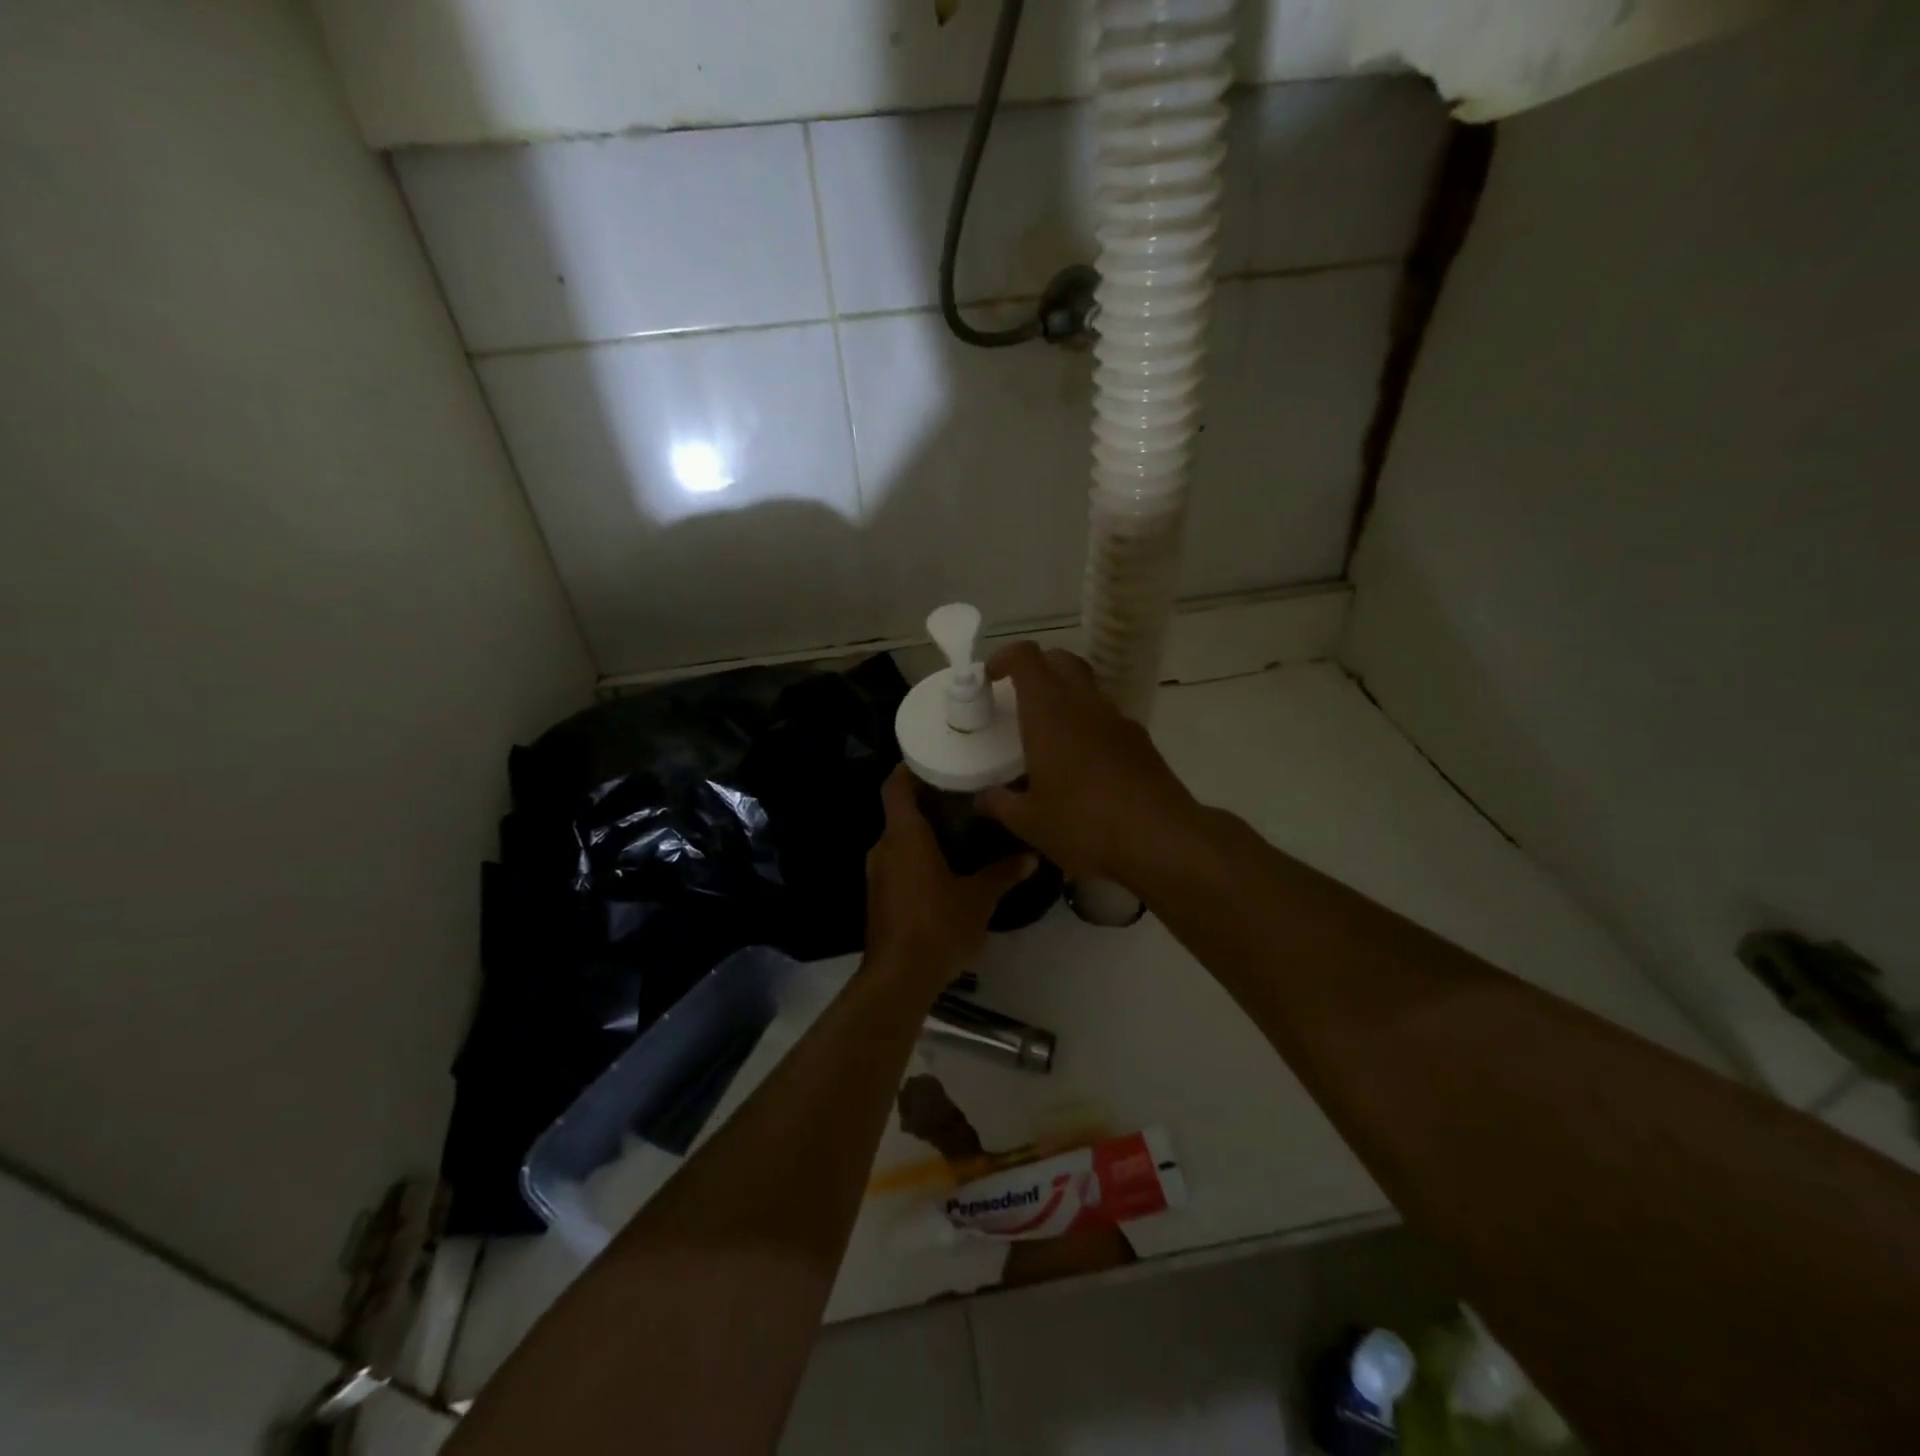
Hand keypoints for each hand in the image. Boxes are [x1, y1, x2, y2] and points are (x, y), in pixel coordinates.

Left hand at [866, 765, 1035, 994]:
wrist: (899, 978)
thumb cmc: (937, 926)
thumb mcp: (979, 898)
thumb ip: (1003, 872)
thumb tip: (1031, 855)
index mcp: (904, 836)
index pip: (896, 785)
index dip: (910, 768)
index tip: (937, 759)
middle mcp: (884, 847)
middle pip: (900, 810)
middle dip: (928, 799)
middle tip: (964, 792)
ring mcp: (878, 872)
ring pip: (900, 837)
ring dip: (925, 830)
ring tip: (963, 826)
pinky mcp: (880, 894)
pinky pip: (899, 860)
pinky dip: (919, 854)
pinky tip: (948, 864)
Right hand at [974, 643, 1196, 884]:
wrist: (1160, 839)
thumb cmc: (1083, 824)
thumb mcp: (1029, 822)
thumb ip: (999, 804)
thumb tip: (981, 799)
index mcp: (1049, 712)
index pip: (1026, 657)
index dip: (1004, 658)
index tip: (990, 678)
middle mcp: (1084, 703)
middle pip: (1060, 660)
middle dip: (1037, 668)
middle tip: (1018, 697)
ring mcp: (1117, 719)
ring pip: (1087, 687)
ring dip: (1064, 696)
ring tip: (1048, 734)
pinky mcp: (1140, 740)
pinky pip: (1106, 717)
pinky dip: (1088, 724)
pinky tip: (1082, 763)